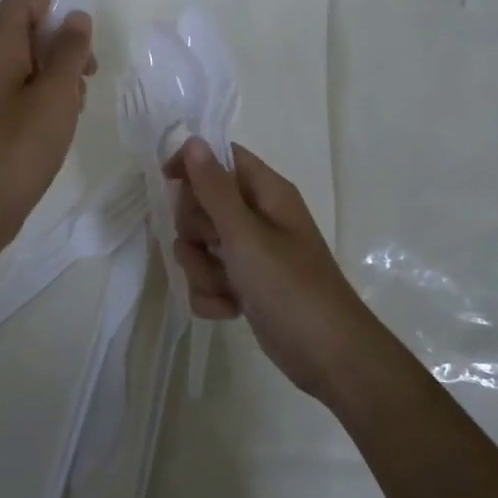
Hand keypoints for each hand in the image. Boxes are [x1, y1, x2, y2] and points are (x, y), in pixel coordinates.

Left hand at [0, 0, 95, 248]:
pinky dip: (48, 94)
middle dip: (62, 40)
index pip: (20, 4)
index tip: (84, 26)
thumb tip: (75, 16)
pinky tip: (65, 119)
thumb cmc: (22, 145)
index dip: (52, 2)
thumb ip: (69, 51)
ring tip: (80, 98)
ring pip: (28, 63)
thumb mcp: (56, 93)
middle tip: (89, 67)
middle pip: (25, 31)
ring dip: (59, 70)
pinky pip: (23, 90)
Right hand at [165, 138, 377, 402]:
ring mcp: (251, 254)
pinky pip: (208, 279)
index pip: (221, 158)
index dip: (192, 165)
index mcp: (266, 193)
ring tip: (226, 287)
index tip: (169, 182)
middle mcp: (258, 217)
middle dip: (195, 231)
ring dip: (202, 270)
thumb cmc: (290, 287)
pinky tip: (231, 309)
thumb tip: (193, 140)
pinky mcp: (245, 286)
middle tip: (213, 247)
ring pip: (200, 246)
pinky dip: (212, 295)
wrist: (329, 357)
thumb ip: (214, 188)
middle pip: (202, 204)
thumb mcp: (245, 234)